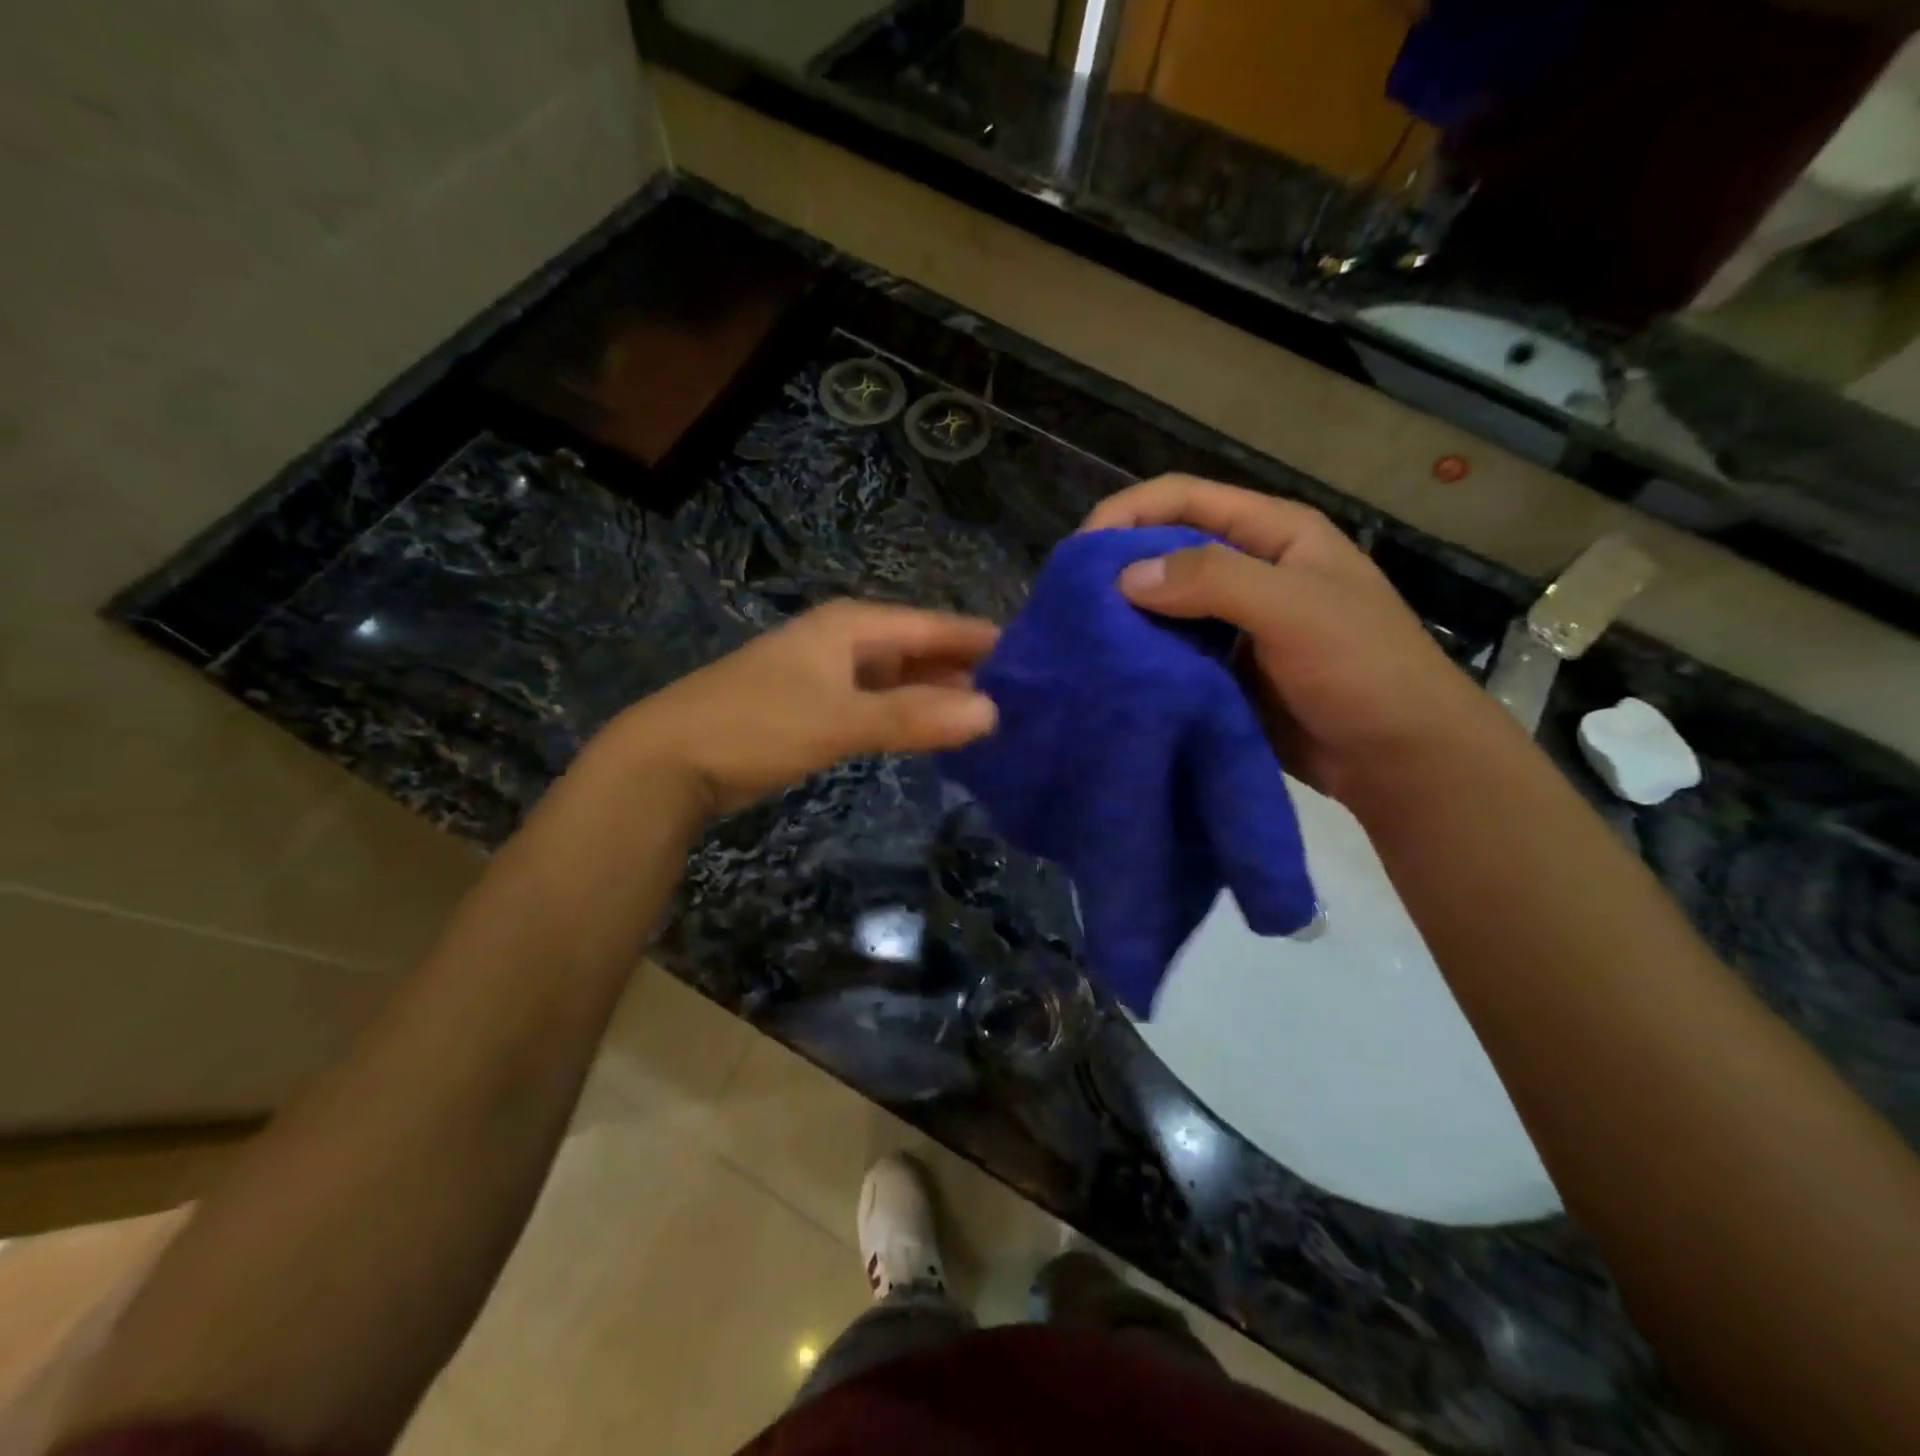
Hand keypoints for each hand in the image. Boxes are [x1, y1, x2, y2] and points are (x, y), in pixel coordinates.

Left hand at [607, 601, 999, 815]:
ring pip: (900, 678)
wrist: (671, 758)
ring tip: (990, 718)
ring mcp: (828, 674)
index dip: (984, 642)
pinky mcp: (816, 706)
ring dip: (937, 695)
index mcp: (854, 626)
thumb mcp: (841, 720)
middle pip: (920, 649)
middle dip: (966, 671)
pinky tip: (932, 733)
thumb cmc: (759, 725)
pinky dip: (907, 715)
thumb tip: (993, 713)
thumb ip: (915, 717)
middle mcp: (845, 640)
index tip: (1036, 661)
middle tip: (1022, 699)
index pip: (936, 627)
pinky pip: (878, 703)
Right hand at [1083, 476, 1506, 799]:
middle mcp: (1248, 569)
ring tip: (1078, 636)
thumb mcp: (1296, 610)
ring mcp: (1234, 622)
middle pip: (1166, 548)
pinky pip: (1171, 650)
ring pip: (1163, 604)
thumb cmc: (1363, 669)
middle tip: (1069, 600)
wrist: (1400, 759)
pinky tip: (1110, 670)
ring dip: (1124, 615)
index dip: (1127, 512)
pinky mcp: (1223, 669)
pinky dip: (1141, 656)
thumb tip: (1123, 577)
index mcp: (1272, 533)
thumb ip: (1213, 581)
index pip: (1185, 498)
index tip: (1079, 551)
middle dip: (1117, 566)